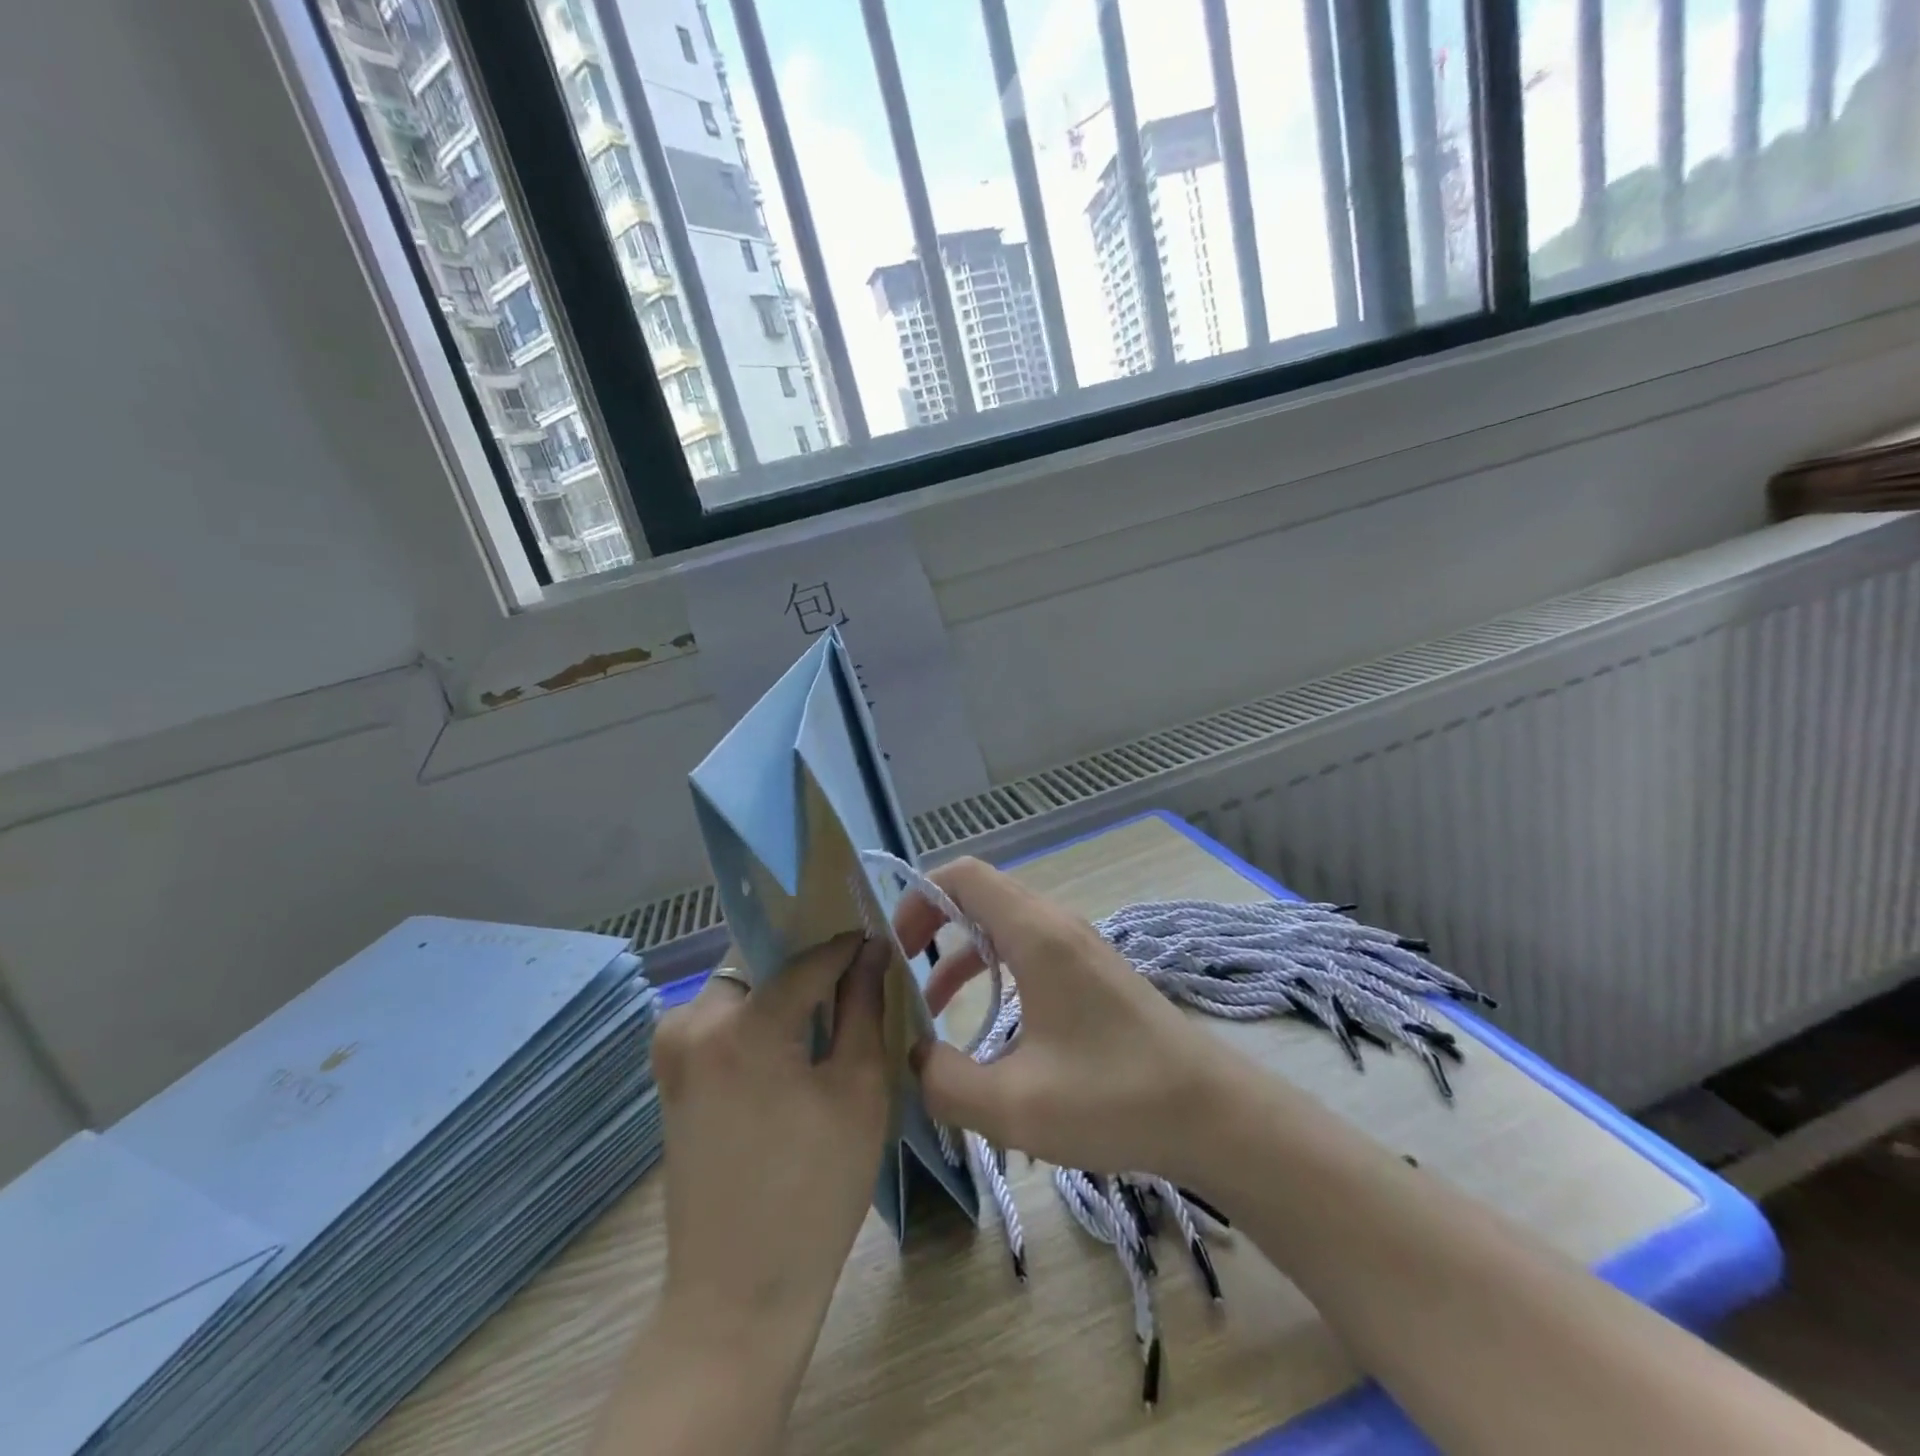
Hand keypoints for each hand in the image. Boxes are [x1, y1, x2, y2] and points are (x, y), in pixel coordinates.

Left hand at [651, 933, 891, 1340]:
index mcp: (742, 1026)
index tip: (878, 939)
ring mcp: (671, 1051)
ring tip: (826, 1015)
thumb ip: (864, 1006)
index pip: (807, 959)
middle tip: (852, 977)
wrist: (737, 1296)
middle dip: (806, 965)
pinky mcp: (669, 1078)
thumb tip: (873, 949)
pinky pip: (721, 1022)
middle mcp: (691, 1023)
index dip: (847, 946)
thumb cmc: (815, 1191)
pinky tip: (792, 1049)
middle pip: (762, 965)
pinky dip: (757, 1021)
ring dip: (780, 993)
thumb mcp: (858, 1089)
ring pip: (739, 990)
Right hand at [894, 858, 1225, 1183]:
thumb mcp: (1015, 1105)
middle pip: (980, 895)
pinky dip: (995, 970)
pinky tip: (990, 1026)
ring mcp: (1080, 946)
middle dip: (933, 926)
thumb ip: (945, 1082)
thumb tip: (914, 1059)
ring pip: (1004, 925)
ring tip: (933, 1008)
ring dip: (962, 955)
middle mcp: (1057, 925)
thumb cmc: (1114, 1097)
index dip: (919, 899)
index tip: (894, 948)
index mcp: (1036, 934)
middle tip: (902, 974)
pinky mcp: (1093, 971)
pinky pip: (1029, 949)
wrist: (1211, 1112)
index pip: (963, 875)